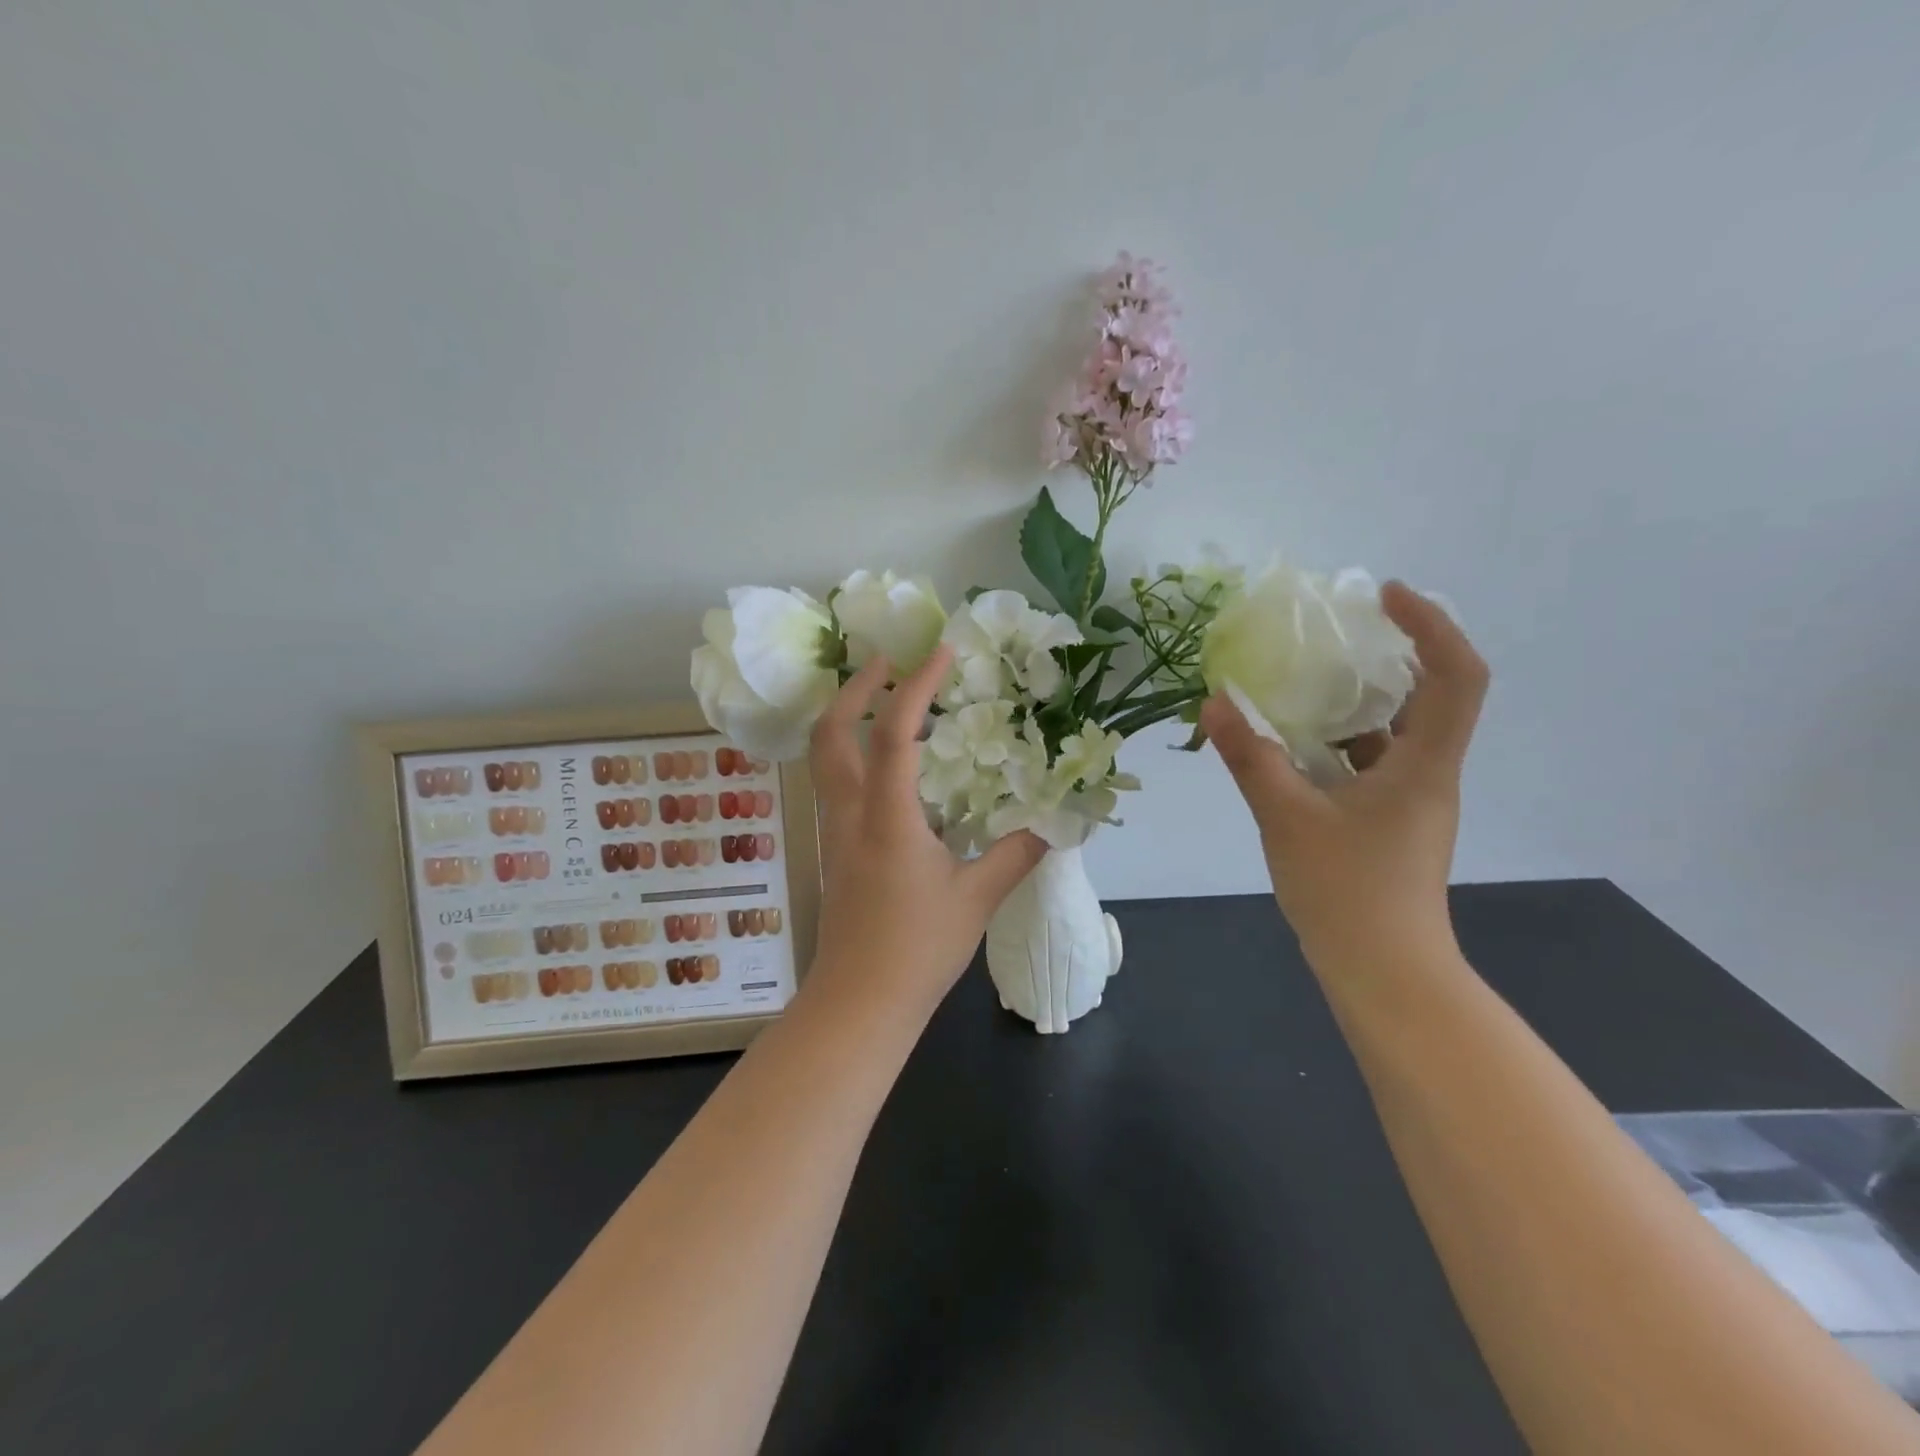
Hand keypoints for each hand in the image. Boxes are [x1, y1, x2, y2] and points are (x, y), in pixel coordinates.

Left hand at [805, 646, 1046, 1015]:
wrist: (858, 1003)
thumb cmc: (917, 951)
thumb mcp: (977, 899)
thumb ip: (1016, 854)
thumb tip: (1052, 824)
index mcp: (887, 819)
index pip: (892, 734)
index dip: (915, 687)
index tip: (939, 652)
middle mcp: (849, 814)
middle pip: (830, 733)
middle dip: (854, 688)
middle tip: (887, 662)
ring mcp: (834, 831)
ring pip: (824, 757)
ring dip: (846, 716)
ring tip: (883, 698)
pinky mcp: (834, 849)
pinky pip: (835, 783)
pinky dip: (852, 752)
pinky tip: (886, 763)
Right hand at [1200, 582, 1489, 973]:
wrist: (1382, 972)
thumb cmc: (1347, 891)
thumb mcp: (1285, 817)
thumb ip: (1250, 757)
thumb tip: (1214, 703)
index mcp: (1424, 764)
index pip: (1456, 675)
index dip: (1431, 624)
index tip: (1384, 596)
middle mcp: (1428, 774)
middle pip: (1429, 696)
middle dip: (1388, 656)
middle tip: (1335, 634)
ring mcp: (1410, 801)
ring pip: (1393, 733)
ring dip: (1354, 703)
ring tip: (1302, 682)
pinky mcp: (1389, 823)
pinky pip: (1369, 765)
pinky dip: (1337, 745)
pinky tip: (1291, 745)